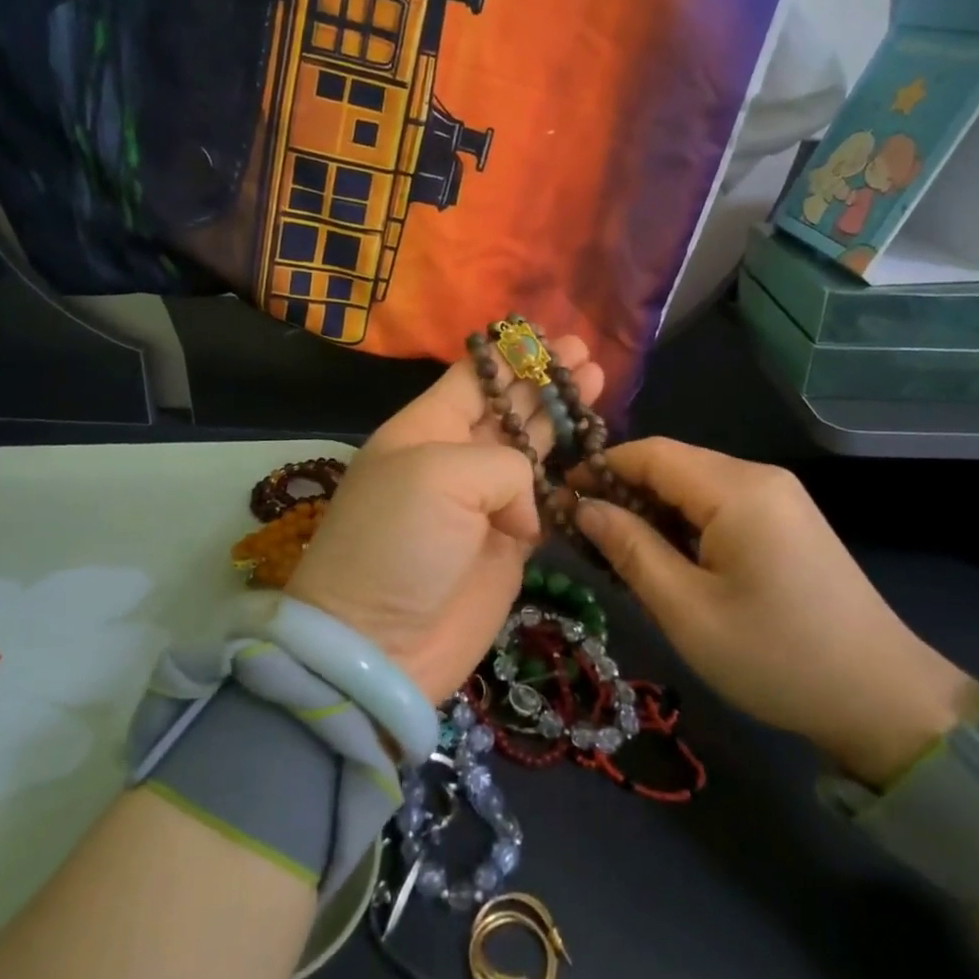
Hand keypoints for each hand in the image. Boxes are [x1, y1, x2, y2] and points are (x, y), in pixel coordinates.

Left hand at [285, 337, 604, 701]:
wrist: (380, 645)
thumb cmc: (398, 543)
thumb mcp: (439, 475)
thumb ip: (503, 465)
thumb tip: (526, 510)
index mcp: (424, 429)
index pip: (471, 378)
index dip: (508, 355)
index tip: (547, 333)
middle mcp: (453, 459)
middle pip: (507, 407)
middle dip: (544, 379)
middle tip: (587, 353)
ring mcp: (482, 503)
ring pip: (531, 449)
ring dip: (560, 417)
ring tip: (597, 382)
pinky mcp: (507, 545)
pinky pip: (544, 500)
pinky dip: (567, 477)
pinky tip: (591, 450)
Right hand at [574, 439, 978, 786]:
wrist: (885, 700)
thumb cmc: (776, 657)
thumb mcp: (687, 610)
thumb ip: (630, 549)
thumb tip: (582, 508)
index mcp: (737, 489)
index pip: (650, 452)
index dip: (600, 468)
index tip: (560, 500)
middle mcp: (759, 477)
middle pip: (673, 464)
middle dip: (623, 491)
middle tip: (585, 535)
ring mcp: (780, 497)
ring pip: (695, 485)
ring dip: (653, 509)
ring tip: (619, 551)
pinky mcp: (788, 520)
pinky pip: (721, 504)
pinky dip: (685, 522)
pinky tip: (668, 558)